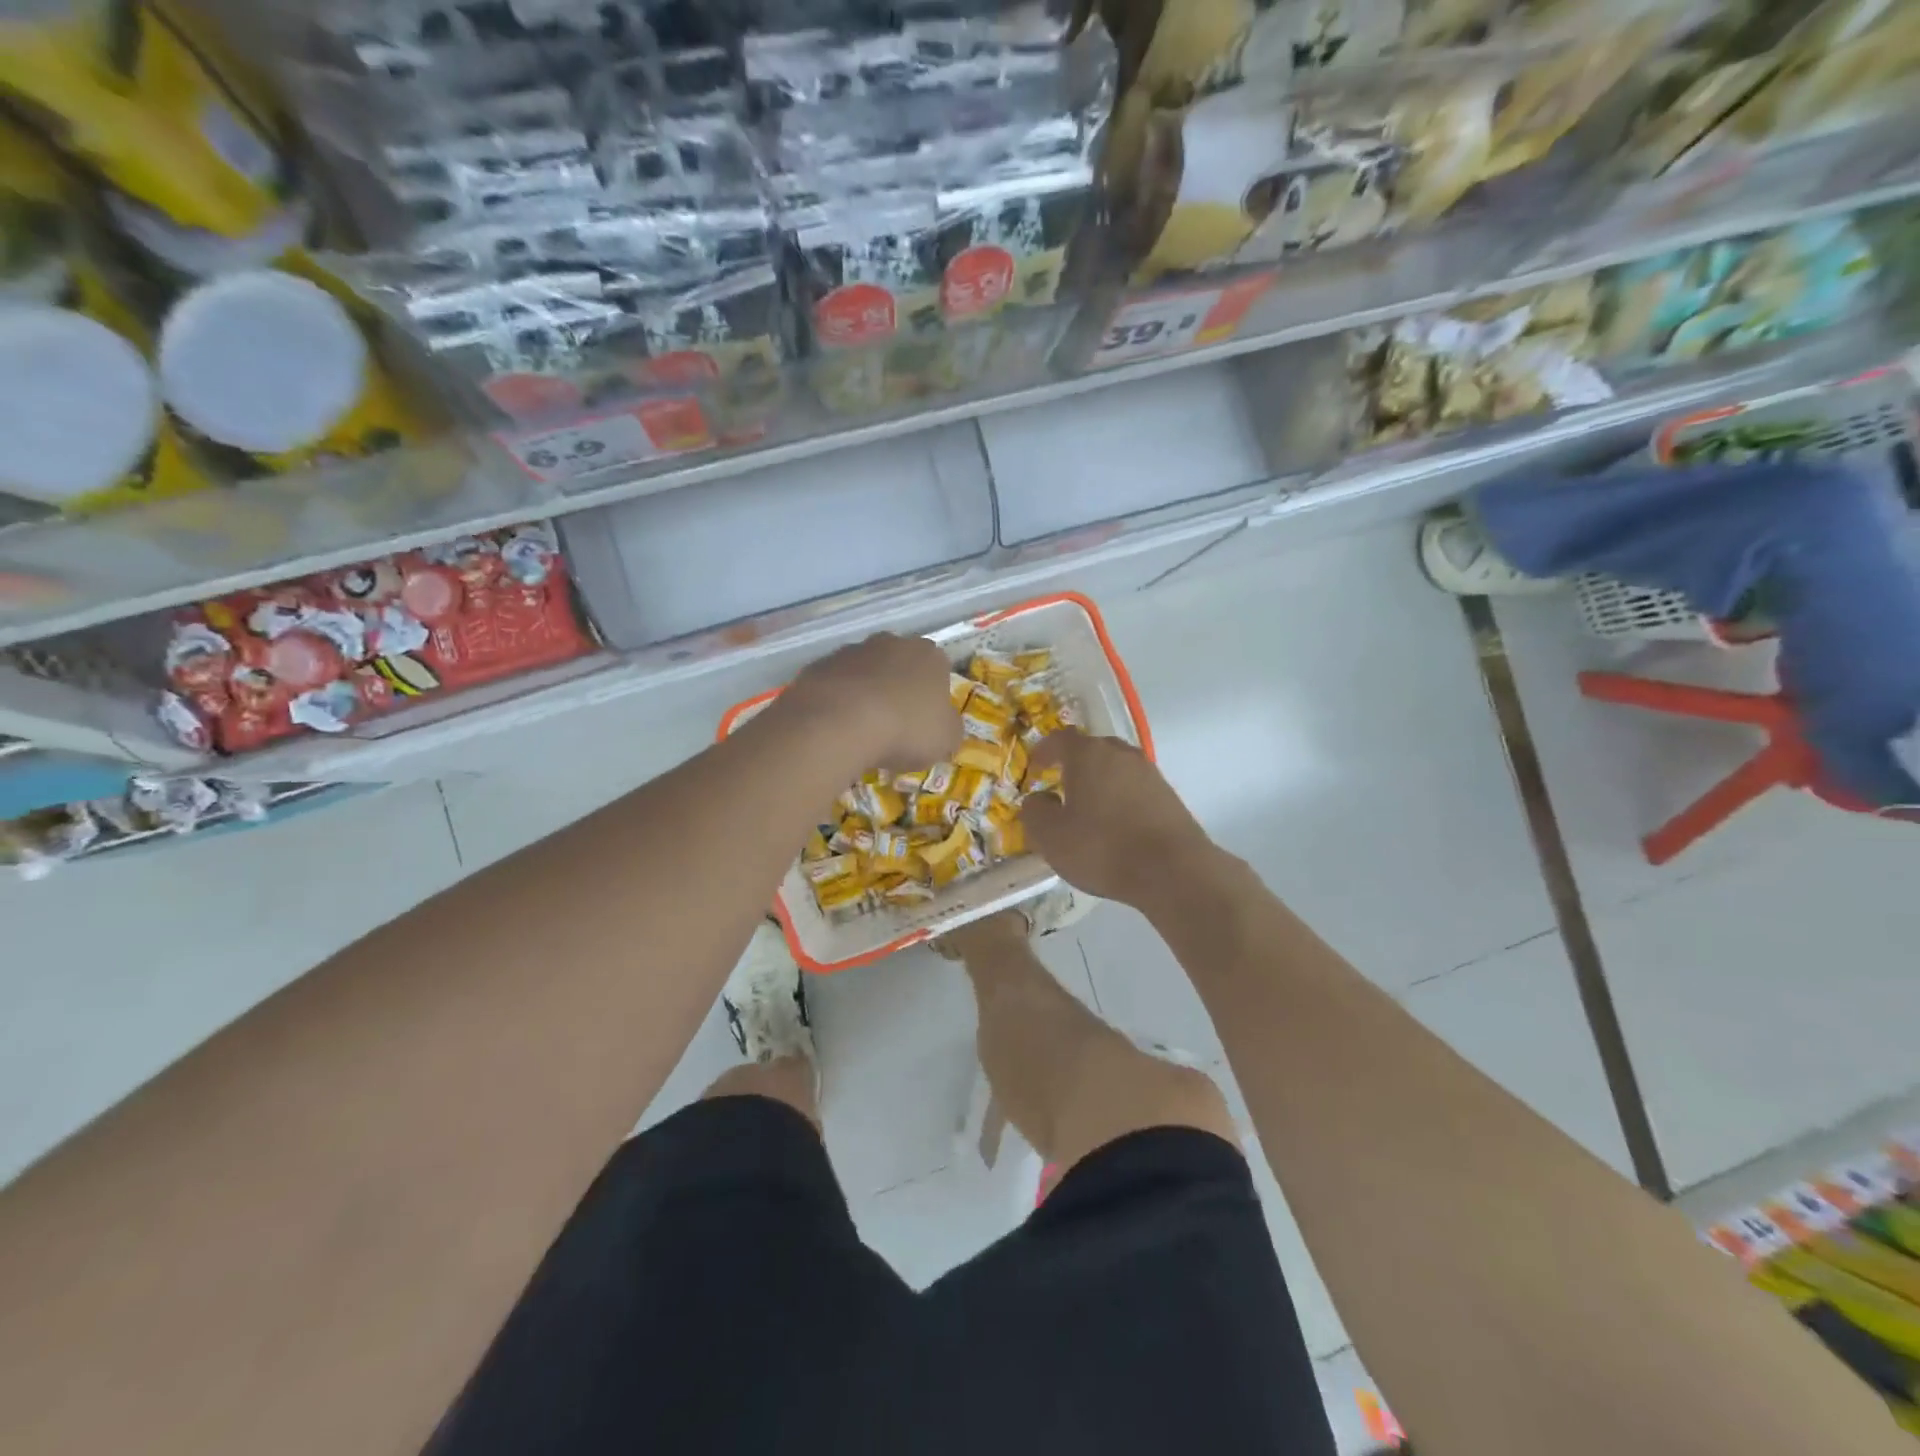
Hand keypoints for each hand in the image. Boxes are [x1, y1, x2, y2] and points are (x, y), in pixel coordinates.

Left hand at [776, 632, 960, 773]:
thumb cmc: (905, 729)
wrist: (839, 723)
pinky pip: (834, 684)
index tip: (925, 722)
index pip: (938, 669)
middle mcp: (891, 643)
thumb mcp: (946, 740)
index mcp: (929, 656)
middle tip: (894, 725)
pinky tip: (835, 727)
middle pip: (899, 665)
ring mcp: (851, 651)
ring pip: (864, 672)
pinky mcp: (818, 665)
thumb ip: (950, 728)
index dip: (933, 696)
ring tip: (860, 730)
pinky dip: (836, 701)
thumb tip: (945, 725)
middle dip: (897, 689)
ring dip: (865, 693)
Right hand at [1021, 732, 1215, 906]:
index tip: (1034, 767)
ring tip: (1088, 808)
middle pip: (1092, 749)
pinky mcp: (1168, 796)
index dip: (1043, 750)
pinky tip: (1116, 824)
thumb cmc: (1102, 847)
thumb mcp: (1050, 836)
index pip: (1060, 739)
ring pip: (1116, 768)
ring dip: (1099, 781)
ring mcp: (1149, 773)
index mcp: (1088, 754)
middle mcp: (1120, 754)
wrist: (1173, 870)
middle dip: (1073, 764)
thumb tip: (1039, 798)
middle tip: (1060, 785)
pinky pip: (1135, 788)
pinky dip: (1120, 798)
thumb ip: (1035, 812)